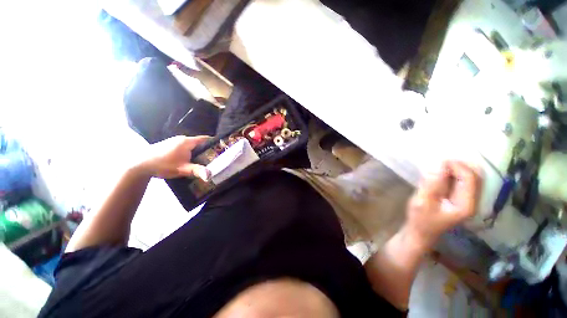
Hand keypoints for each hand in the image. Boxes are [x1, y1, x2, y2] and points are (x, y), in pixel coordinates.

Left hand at [137, 135, 210, 179]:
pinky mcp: (169, 144)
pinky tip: (189, 159)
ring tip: (204, 159)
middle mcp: (181, 139)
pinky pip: (184, 146)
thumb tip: (210, 175)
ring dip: (197, 150)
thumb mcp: (182, 169)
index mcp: (187, 142)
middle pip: (199, 142)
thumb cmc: (163, 164)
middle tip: (214, 157)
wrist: (140, 164)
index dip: (214, 142)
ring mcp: (174, 141)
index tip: (221, 147)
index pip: (205, 139)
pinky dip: (189, 151)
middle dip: (207, 148)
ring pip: (191, 144)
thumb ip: (197, 171)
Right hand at [405, 161, 480, 249]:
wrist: (421, 232)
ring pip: (471, 176)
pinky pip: (463, 180)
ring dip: (458, 167)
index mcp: (466, 204)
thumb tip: (437, 164)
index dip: (456, 165)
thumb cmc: (420, 219)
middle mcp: (472, 201)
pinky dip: (454, 173)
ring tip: (440, 164)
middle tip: (441, 160)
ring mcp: (468, 199)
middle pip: (475, 175)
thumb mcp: (422, 202)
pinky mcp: (461, 198)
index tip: (438, 160)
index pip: (469, 178)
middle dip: (460, 164)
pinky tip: (442, 172)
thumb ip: (431, 184)